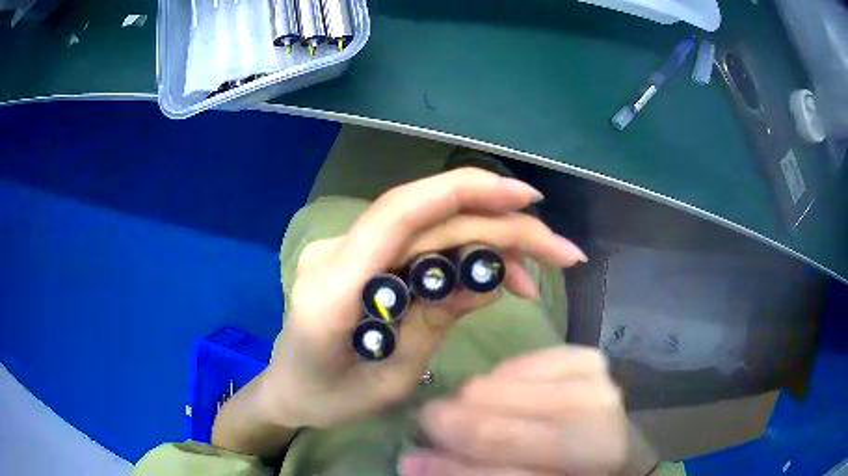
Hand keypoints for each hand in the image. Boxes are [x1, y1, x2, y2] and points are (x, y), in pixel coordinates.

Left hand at [258, 168, 586, 429]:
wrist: (291, 390)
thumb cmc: (330, 399)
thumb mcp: (392, 379)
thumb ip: (437, 322)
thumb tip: (492, 277)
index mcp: (333, 289)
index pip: (399, 215)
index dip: (465, 194)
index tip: (526, 201)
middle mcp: (336, 254)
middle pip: (428, 218)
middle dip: (502, 227)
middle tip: (559, 252)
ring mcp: (345, 249)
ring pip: (430, 226)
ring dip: (490, 242)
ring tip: (533, 276)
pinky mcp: (360, 256)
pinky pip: (418, 243)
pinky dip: (463, 255)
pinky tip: (495, 278)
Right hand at [400, 346, 637, 475]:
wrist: (617, 451)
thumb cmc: (569, 473)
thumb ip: (467, 474)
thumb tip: (412, 461)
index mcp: (583, 469)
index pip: (499, 474)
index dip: (447, 468)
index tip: (412, 459)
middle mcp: (596, 430)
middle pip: (493, 430)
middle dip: (452, 430)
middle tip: (440, 429)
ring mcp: (595, 386)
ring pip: (495, 388)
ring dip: (474, 406)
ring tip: (481, 416)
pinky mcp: (588, 359)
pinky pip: (515, 363)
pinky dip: (499, 382)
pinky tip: (509, 397)